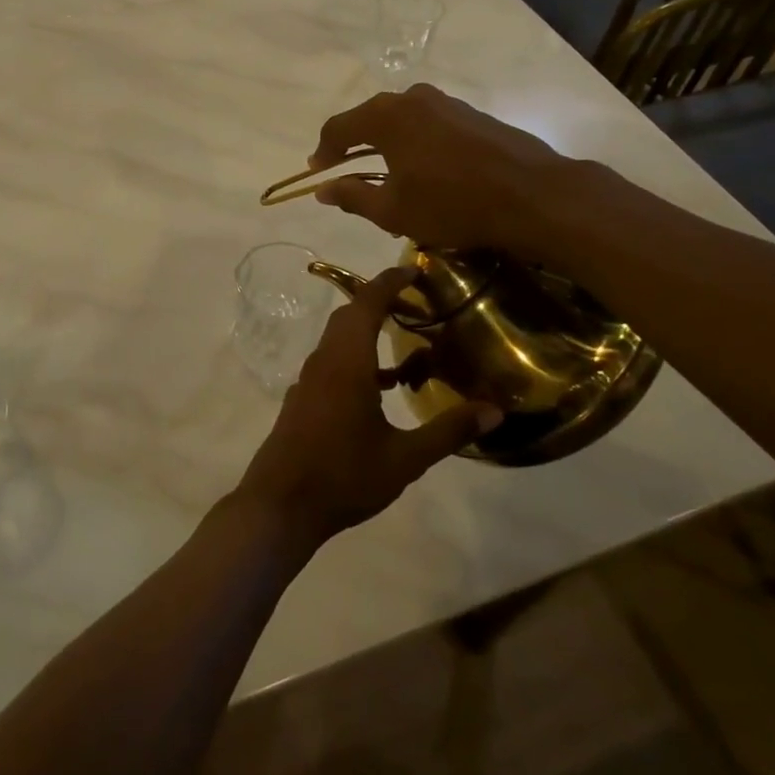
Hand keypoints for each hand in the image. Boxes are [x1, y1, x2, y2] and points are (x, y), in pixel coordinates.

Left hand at [234, 266, 502, 548]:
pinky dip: (356, 359)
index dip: (388, 282)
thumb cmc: (344, 476)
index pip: (366, 304)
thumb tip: (494, 410)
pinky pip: (331, 363)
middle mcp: (324, 362)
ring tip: (405, 345)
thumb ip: (448, 431)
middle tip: (415, 304)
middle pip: (349, 316)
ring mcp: (309, 381)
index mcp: (346, 363)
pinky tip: (381, 388)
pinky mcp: (303, 400)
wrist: (280, 505)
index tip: (413, 269)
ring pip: (338, 340)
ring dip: (367, 332)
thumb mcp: (405, 458)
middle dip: (379, 302)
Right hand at [309, 83, 564, 252]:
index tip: (317, 172)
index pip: (338, 127)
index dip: (323, 151)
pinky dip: (415, 142)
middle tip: (345, 170)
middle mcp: (412, 98)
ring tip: (384, 171)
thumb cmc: (452, 203)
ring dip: (386, 142)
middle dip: (354, 144)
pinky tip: (423, 167)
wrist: (533, 194)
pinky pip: (428, 124)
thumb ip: (352, 196)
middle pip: (369, 118)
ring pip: (401, 119)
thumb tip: (323, 189)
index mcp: (385, 116)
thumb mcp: (393, 210)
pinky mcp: (471, 113)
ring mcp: (445, 102)